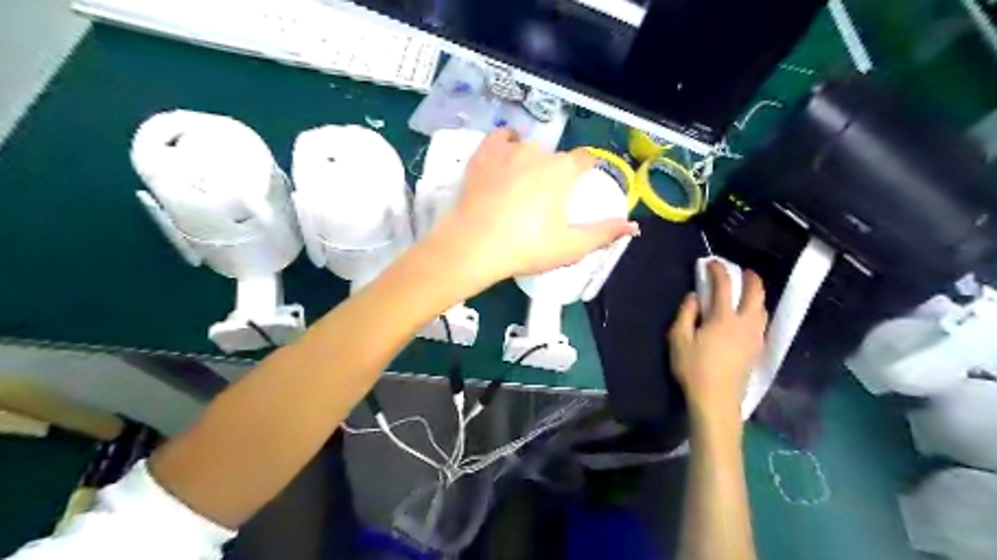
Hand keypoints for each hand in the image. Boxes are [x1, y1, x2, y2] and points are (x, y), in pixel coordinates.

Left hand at [431, 129, 633, 285]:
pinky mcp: (482, 155)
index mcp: (562, 171)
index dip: (587, 170)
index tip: (581, 186)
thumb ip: (603, 233)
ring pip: (528, 146)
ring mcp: (507, 150)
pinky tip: (506, 154)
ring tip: (523, 185)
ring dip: (531, 161)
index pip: (585, 158)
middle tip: (546, 201)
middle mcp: (537, 152)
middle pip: (555, 156)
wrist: (473, 246)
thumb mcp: (570, 247)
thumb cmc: (525, 247)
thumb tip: (632, 225)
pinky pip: (499, 137)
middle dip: (556, 173)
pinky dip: (505, 143)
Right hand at [670, 260, 769, 424]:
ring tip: (749, 291)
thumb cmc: (693, 368)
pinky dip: (758, 311)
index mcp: (723, 318)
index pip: (724, 286)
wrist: (716, 399)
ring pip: (762, 309)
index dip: (718, 271)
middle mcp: (744, 323)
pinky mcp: (757, 350)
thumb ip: (686, 314)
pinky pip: (762, 322)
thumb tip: (694, 296)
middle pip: (755, 294)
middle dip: (750, 278)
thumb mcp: (679, 339)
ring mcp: (754, 337)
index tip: (711, 262)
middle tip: (743, 270)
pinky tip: (751, 315)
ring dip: (757, 295)